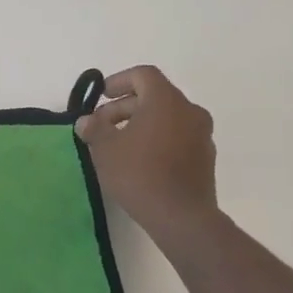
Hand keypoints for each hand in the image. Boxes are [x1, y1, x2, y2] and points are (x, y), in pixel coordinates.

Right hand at [75, 66, 220, 243]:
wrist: (181, 217)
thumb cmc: (139, 174)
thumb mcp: (105, 149)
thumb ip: (94, 128)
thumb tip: (87, 121)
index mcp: (166, 101)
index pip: (143, 75)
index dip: (119, 81)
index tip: (101, 96)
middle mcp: (189, 111)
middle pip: (154, 96)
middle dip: (124, 106)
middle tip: (101, 125)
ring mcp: (202, 134)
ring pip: (167, 117)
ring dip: (141, 122)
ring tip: (118, 144)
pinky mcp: (205, 157)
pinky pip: (177, 135)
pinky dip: (157, 138)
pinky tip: (139, 159)